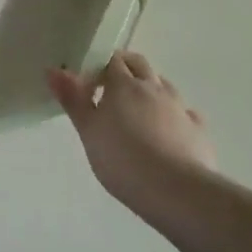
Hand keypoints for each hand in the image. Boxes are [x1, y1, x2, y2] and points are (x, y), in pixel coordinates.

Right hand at [48, 50, 217, 210]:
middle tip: (110, 88)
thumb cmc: (122, 158)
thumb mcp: (88, 130)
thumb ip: (72, 99)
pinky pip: (186, 113)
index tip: (89, 83)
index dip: (100, 66)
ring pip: (164, 85)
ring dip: (150, 89)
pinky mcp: (198, 131)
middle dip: (125, 68)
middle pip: (139, 64)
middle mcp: (154, 88)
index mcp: (124, 84)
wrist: (176, 192)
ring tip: (138, 111)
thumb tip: (53, 69)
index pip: (112, 60)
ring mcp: (180, 108)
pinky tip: (169, 130)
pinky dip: (175, 115)